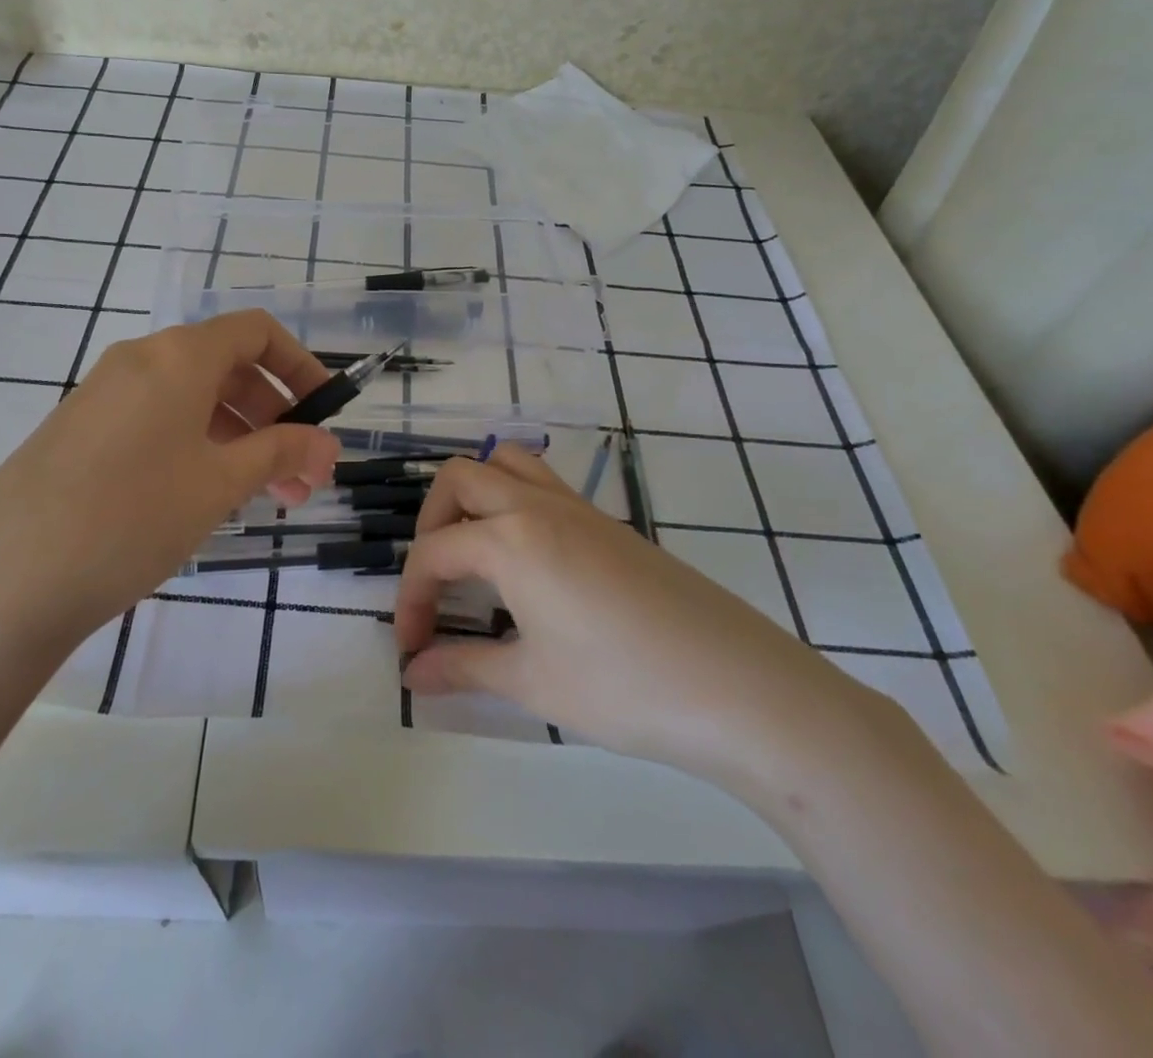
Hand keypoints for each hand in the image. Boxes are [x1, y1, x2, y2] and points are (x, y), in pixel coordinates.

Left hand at [0, 310, 339, 652]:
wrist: (6, 579)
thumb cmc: (132, 516)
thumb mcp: (219, 483)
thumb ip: (280, 452)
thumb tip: (327, 443)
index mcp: (178, 355)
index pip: (256, 332)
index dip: (300, 366)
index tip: (325, 414)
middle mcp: (141, 359)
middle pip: (227, 367)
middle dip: (276, 417)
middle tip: (302, 476)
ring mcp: (105, 394)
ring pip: (193, 400)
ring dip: (240, 439)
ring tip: (266, 499)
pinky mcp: (81, 430)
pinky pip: (157, 421)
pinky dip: (197, 447)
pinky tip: (206, 497)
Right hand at [395, 447, 894, 795]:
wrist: (740, 688)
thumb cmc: (624, 687)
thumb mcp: (533, 682)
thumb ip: (463, 668)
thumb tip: (413, 675)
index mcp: (510, 538)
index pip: (434, 553)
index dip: (412, 600)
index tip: (413, 650)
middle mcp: (539, 505)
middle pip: (460, 479)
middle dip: (430, 523)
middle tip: (436, 582)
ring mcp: (580, 508)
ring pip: (508, 463)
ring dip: (476, 496)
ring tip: (474, 553)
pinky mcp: (611, 524)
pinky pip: (545, 484)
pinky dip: (515, 503)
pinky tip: (528, 564)